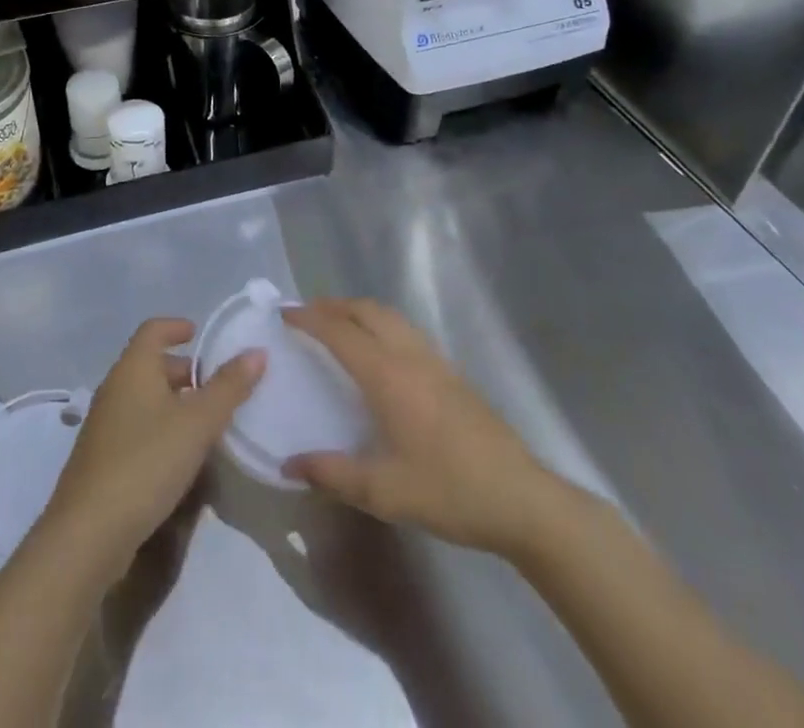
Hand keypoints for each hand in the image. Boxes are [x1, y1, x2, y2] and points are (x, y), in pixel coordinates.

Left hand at [41, 318, 264, 569]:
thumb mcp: (197, 423)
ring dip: (175, 403)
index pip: (154, 330)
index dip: (177, 327)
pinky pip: (138, 428)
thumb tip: (256, 351)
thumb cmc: (146, 462)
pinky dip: (162, 430)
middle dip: (184, 371)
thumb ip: (229, 387)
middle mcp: (115, 388)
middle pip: (151, 365)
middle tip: (217, 386)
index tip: (199, 333)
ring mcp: (105, 426)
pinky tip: (183, 458)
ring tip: (208, 422)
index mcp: (133, 368)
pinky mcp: (103, 460)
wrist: (88, 534)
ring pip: (145, 399)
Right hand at [283, 299, 568, 557]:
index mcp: (388, 375)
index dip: (308, 318)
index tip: (282, 314)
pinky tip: (378, 352)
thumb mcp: (384, 492)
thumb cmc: (449, 491)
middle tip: (305, 315)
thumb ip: (332, 474)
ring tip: (336, 325)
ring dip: (358, 311)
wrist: (521, 498)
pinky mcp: (452, 372)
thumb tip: (288, 464)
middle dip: (332, 306)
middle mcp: (410, 355)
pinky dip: (380, 324)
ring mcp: (435, 360)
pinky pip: (405, 330)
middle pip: (366, 311)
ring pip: (389, 316)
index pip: (340, 331)